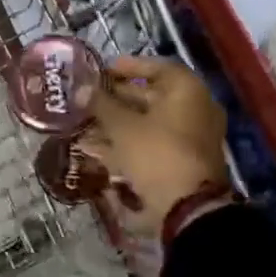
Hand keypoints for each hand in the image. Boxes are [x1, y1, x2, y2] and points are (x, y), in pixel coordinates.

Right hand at [76, 55, 230, 238]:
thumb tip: (81, 88)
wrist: (188, 209)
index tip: (101, 70)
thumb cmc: (156, 153)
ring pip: (148, 123)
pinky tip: (96, 149)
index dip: (126, 66)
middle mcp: (194, 109)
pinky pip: (152, 144)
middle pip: (151, 96)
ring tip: (84, 124)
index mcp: (187, 90)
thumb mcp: (122, 127)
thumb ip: (101, 104)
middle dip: (116, 98)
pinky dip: (127, 144)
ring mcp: (190, 138)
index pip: (155, 67)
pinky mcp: (182, 162)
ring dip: (117, 123)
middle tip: (87, 98)